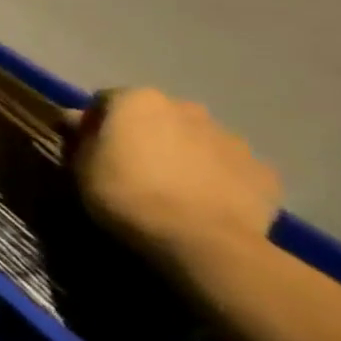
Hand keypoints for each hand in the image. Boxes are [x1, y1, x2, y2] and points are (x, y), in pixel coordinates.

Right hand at [70, 88, 281, 268]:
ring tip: (172, 188)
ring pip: (197, 140)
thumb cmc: (126, 194)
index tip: (89, 148)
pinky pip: (230, 168)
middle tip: (132, 166)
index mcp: (138, 100)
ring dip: (183, 154)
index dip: (95, 123)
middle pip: (158, 116)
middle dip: (146, 134)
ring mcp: (231, 139)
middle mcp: (187, 108)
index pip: (106, 101)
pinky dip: (217, 178)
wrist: (201, 240)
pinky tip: (205, 202)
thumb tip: (76, 118)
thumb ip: (82, 136)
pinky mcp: (263, 171)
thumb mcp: (82, 166)